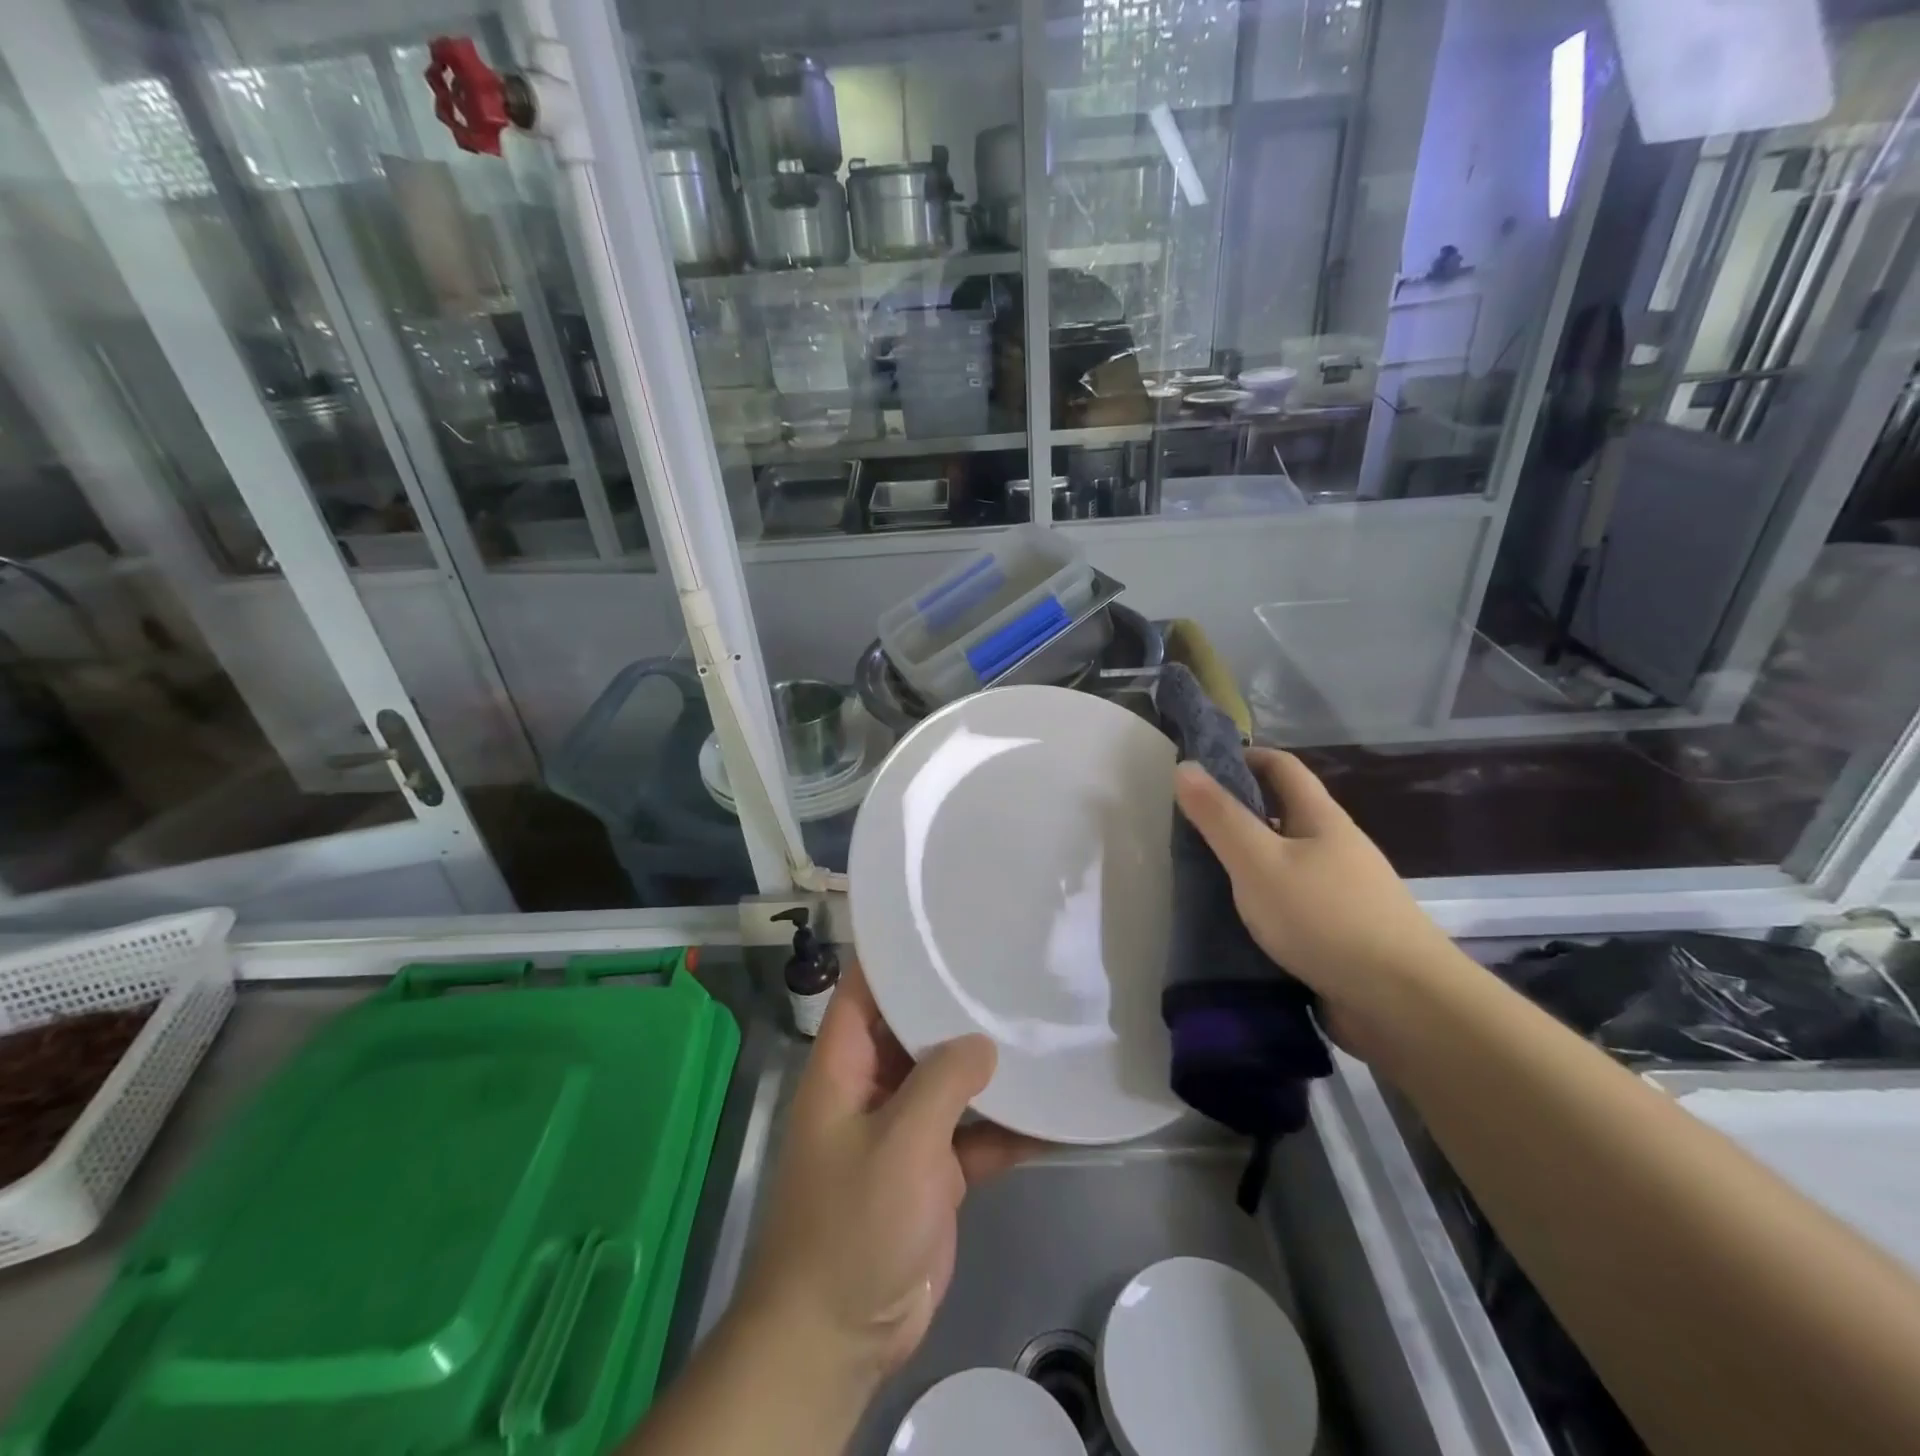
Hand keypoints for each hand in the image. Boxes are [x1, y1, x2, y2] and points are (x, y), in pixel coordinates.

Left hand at [735, 962, 1037, 1391]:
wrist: (841, 1335)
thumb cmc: (853, 1223)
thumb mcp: (899, 1142)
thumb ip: (943, 1083)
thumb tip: (983, 1042)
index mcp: (844, 1067)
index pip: (863, 990)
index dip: (894, 956)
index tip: (942, 925)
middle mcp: (874, 1088)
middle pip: (915, 1030)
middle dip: (956, 1005)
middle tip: (1010, 967)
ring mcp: (906, 1131)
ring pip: (951, 1082)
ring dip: (989, 1067)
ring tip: (1042, 1027)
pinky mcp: (935, 1172)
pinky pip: (976, 1135)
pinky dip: (1009, 1128)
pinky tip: (1055, 1115)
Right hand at [1173, 750, 1457, 1037]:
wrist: (1403, 1005)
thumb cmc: (1325, 918)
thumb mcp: (1259, 862)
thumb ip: (1220, 817)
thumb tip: (1186, 766)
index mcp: (1321, 819)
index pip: (1282, 767)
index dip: (1244, 757)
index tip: (1202, 768)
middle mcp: (1336, 848)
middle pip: (1284, 814)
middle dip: (1239, 813)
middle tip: (1190, 827)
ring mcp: (1343, 893)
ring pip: (1287, 862)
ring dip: (1249, 861)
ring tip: (1203, 875)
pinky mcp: (1341, 934)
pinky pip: (1293, 903)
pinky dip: (1263, 901)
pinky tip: (1238, 921)